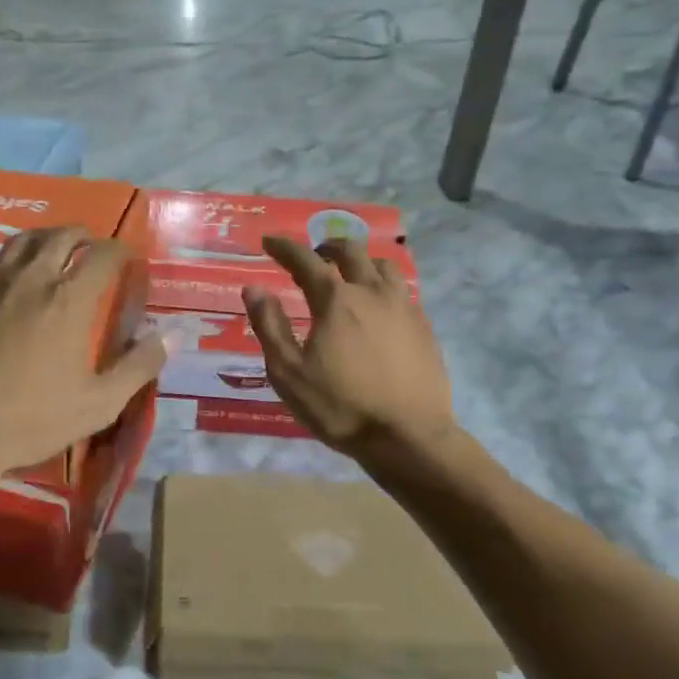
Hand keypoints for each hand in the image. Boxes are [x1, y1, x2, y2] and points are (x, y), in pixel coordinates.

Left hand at [0, 228, 164, 474]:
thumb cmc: (30, 418)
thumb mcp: (98, 403)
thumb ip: (138, 366)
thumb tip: (172, 335)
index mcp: (69, 299)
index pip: (103, 254)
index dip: (120, 251)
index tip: (127, 259)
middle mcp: (32, 278)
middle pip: (62, 235)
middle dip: (84, 236)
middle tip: (92, 247)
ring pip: (23, 240)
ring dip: (46, 238)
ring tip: (55, 249)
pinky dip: (11, 258)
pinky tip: (11, 276)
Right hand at [242, 235, 453, 458]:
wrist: (408, 437)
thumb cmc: (341, 407)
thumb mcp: (289, 373)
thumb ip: (270, 326)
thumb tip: (254, 289)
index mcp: (336, 301)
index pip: (305, 260)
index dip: (285, 247)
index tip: (270, 241)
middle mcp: (372, 293)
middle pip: (351, 252)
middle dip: (326, 247)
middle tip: (313, 256)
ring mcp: (404, 307)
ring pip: (383, 266)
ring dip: (361, 262)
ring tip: (350, 275)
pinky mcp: (424, 327)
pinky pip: (403, 290)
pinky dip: (384, 286)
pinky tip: (379, 306)